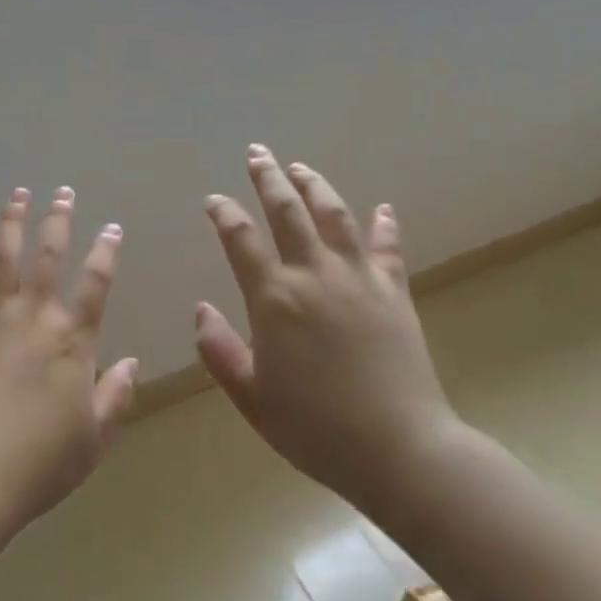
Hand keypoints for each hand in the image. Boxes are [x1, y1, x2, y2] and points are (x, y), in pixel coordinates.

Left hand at [0, 186, 138, 532]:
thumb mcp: (94, 437)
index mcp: (72, 342)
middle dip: (57, 222)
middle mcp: (33, 321)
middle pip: (48, 259)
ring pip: (2, 263)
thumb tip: (132, 362)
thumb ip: (116, 396)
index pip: (96, 285)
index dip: (106, 252)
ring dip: (10, 226)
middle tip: (63, 192)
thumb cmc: (41, 464)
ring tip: (17, 195)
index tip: (111, 227)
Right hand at [194, 146, 456, 507]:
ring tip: (301, 167)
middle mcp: (315, 274)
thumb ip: (219, 350)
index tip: (213, 199)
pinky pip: (388, 247)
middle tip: (257, 153)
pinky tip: (382, 208)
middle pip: (288, 211)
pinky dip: (384, 225)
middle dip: (268, 178)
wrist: (399, 448)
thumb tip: (201, 309)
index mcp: (274, 298)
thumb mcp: (251, 397)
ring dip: (315, 187)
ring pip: (334, 216)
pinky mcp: (394, 291)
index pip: (241, 239)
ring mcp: (359, 278)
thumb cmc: (314, 428)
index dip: (224, 214)